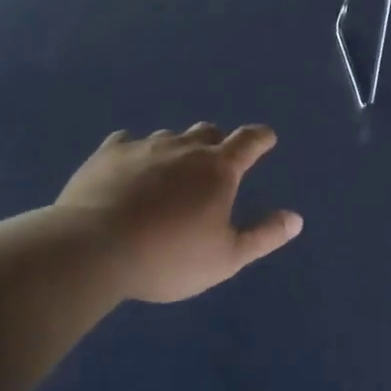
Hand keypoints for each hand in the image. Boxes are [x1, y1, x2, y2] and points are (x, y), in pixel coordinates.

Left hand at [56, 124, 301, 303]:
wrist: (94, 248)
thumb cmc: (169, 257)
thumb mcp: (226, 258)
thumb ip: (263, 236)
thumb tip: (295, 218)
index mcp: (218, 169)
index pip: (249, 142)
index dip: (261, 138)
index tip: (266, 138)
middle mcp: (184, 148)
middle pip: (208, 132)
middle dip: (217, 143)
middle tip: (215, 162)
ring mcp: (144, 147)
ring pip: (169, 137)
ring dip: (177, 149)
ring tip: (170, 171)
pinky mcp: (108, 154)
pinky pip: (127, 141)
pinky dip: (136, 151)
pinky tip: (129, 165)